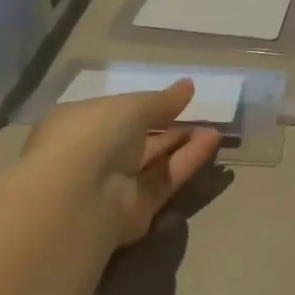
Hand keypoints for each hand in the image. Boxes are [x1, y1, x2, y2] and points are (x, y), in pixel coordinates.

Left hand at [24, 81, 221, 242]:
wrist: (80, 196)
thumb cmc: (93, 136)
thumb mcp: (131, 106)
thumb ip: (162, 100)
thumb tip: (188, 86)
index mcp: (79, 125)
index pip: (115, 113)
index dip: (146, 105)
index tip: (176, 98)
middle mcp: (95, 155)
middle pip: (139, 139)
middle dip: (169, 126)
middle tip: (201, 113)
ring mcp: (115, 184)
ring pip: (155, 160)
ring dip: (183, 143)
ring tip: (215, 128)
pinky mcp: (138, 208)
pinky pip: (165, 179)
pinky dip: (188, 160)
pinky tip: (212, 141)